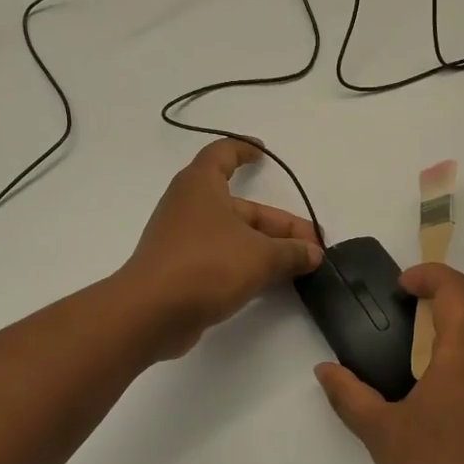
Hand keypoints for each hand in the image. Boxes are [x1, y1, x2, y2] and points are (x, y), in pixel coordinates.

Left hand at [119, 139, 324, 359]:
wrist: (151, 313)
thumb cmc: (206, 265)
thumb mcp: (260, 256)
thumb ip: (291, 252)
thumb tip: (313, 253)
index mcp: (201, 185)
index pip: (222, 154)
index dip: (243, 150)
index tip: (263, 153)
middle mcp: (189, 207)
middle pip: (241, 207)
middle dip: (278, 225)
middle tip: (312, 246)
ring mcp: (182, 240)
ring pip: (233, 236)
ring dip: (266, 248)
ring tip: (300, 266)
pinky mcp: (180, 271)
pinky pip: (220, 259)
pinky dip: (245, 265)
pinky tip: (270, 283)